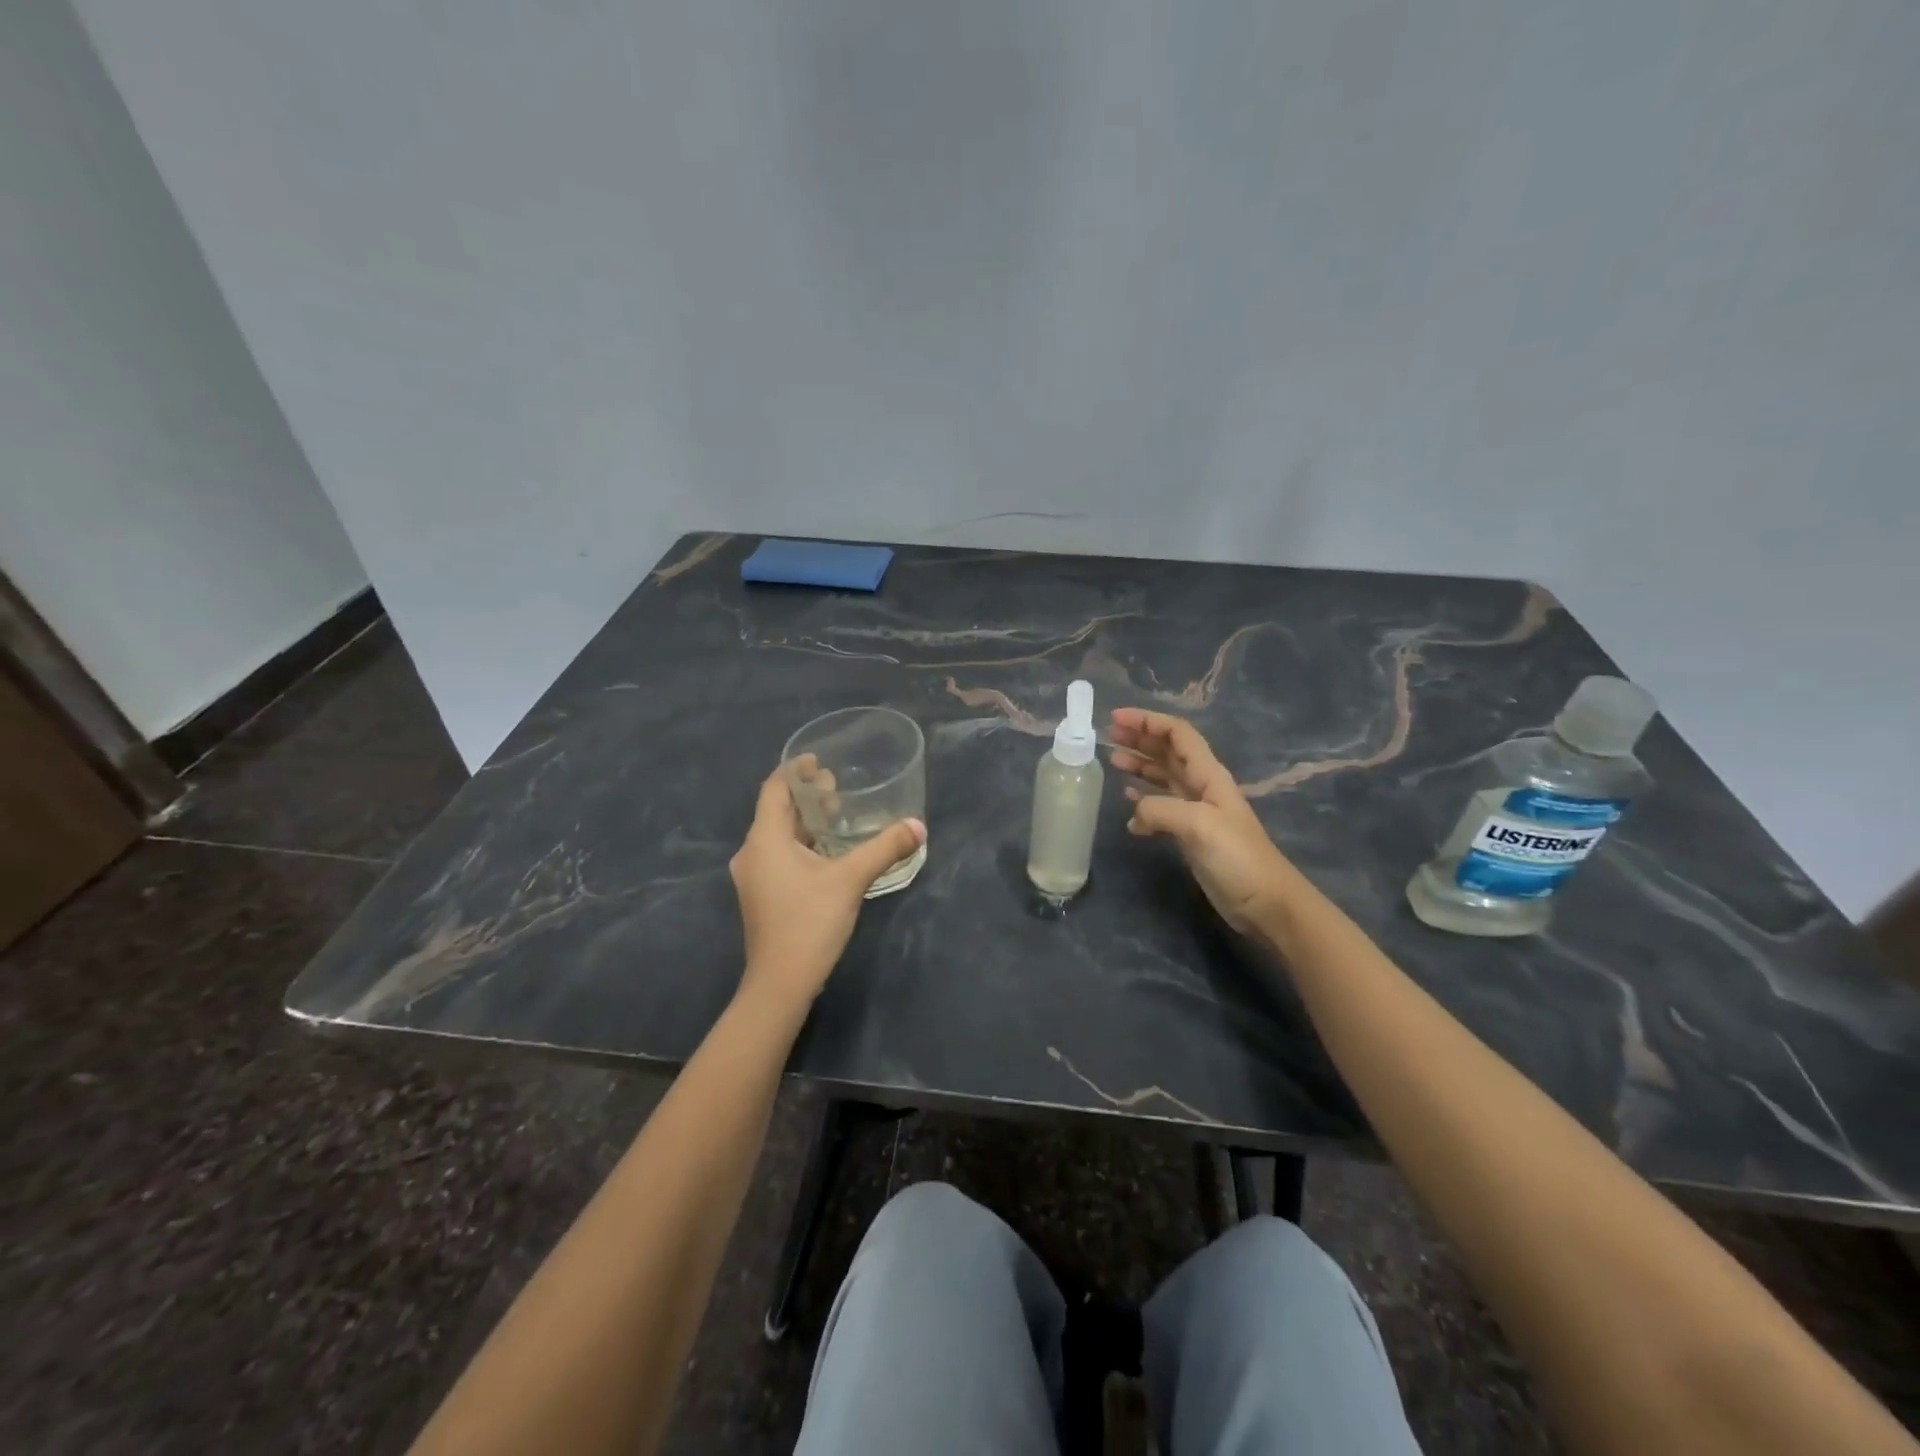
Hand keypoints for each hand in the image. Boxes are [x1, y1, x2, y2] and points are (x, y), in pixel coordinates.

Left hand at [729, 766, 925, 1008]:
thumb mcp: (851, 880)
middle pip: (777, 810)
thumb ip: (885, 848)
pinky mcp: (763, 895)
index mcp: (765, 839)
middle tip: (838, 786)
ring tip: (838, 814)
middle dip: (807, 795)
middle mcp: (752, 852)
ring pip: (779, 835)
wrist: (780, 984)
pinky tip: (829, 851)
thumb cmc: (809, 922)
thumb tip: (918, 826)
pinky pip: (780, 855)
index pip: (775, 788)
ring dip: (806, 821)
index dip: (796, 770)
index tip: (821, 760)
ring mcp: (755, 876)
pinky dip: (802, 843)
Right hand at [1108, 708, 1296, 935]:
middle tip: (1108, 736)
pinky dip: (1143, 799)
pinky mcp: (1191, 833)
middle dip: (1139, 738)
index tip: (1115, 719)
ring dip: (1139, 764)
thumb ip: (1160, 809)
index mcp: (1208, 774)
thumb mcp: (1197, 825)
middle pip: (1168, 751)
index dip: (1147, 721)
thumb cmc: (1236, 857)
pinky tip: (1127, 802)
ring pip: (1164, 775)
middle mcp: (1202, 785)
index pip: (1177, 734)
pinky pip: (1162, 805)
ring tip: (1112, 761)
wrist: (1265, 902)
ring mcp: (1197, 810)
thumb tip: (1134, 815)